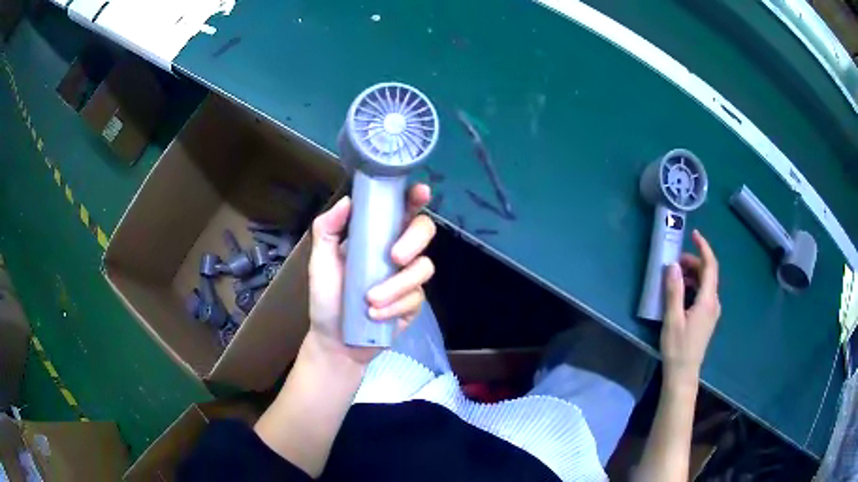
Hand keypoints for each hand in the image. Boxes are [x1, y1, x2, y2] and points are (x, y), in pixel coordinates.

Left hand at [306, 184, 435, 365]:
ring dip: (396, 285)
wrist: (336, 341)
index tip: (419, 193)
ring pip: (424, 268)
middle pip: (424, 231)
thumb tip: (347, 200)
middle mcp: (397, 251)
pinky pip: (416, 297)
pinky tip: (375, 316)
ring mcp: (408, 278)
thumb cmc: (327, 297)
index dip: (414, 198)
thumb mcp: (320, 261)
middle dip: (413, 241)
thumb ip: (327, 229)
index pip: (401, 209)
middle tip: (394, 257)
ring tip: (370, 301)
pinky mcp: (413, 303)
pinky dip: (395, 306)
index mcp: (376, 236)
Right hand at [661, 230, 720, 387]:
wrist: (683, 374)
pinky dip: (693, 286)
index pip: (710, 266)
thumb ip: (674, 291)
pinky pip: (703, 294)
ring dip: (692, 275)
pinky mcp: (707, 319)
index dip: (704, 248)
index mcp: (708, 301)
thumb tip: (673, 265)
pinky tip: (680, 292)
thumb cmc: (677, 348)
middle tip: (675, 261)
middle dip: (694, 262)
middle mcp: (714, 303)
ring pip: (706, 284)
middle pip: (708, 274)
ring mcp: (712, 312)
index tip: (694, 235)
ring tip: (675, 276)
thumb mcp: (672, 319)